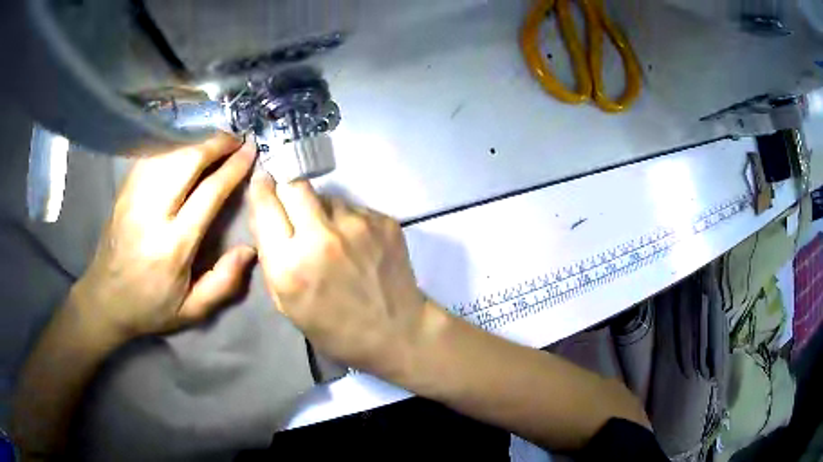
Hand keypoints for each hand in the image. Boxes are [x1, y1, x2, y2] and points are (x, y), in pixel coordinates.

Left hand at [73, 134, 256, 339]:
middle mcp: (151, 214)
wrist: (105, 300)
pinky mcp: (123, 191)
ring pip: (168, 153)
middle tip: (235, 139)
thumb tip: (249, 249)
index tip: (250, 151)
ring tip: (213, 141)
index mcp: (172, 246)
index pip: (208, 193)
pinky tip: (183, 147)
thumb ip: (223, 283)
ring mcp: (133, 198)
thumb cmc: (150, 307)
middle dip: (215, 144)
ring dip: (194, 141)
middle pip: (186, 162)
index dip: (233, 168)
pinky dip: (171, 145)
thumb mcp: (192, 311)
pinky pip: (150, 157)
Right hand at [248, 173, 427, 378]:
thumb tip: (262, 216)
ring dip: (321, 211)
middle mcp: (321, 237)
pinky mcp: (383, 220)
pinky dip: (348, 221)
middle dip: (288, 191)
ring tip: (333, 239)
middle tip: (293, 207)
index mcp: (290, 265)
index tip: (262, 181)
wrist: (398, 332)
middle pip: (294, 184)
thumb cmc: (335, 329)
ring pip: (327, 197)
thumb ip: (269, 258)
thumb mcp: (287, 304)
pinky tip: (357, 245)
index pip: (265, 204)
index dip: (261, 189)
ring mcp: (356, 225)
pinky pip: (353, 208)